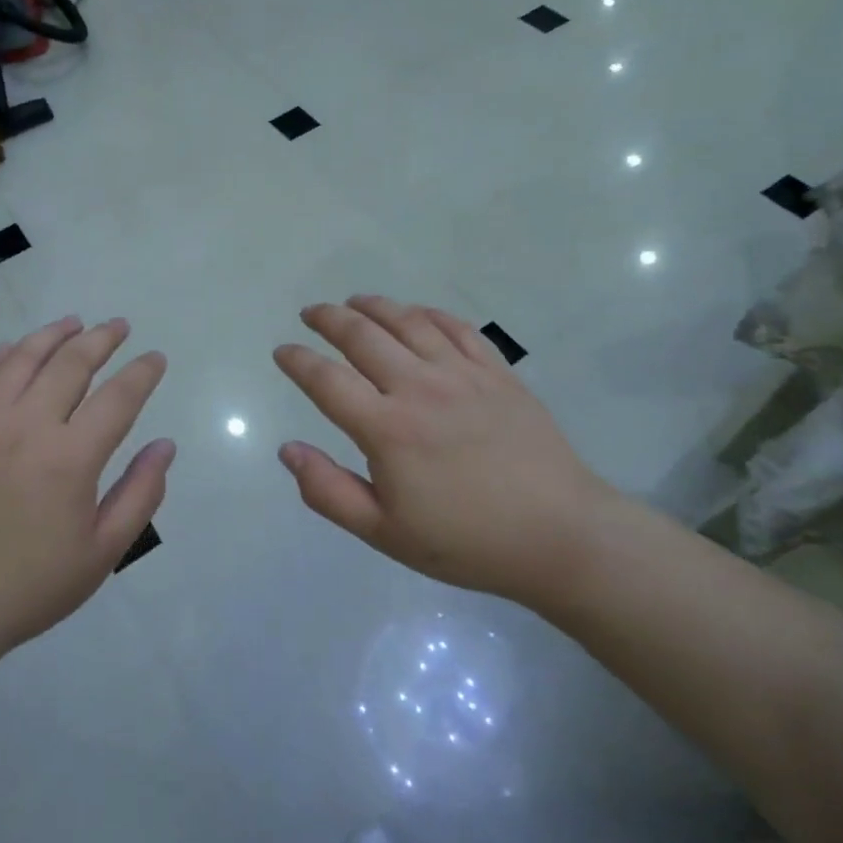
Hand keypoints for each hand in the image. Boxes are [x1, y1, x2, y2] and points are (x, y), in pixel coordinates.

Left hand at [0, 317, 173, 712]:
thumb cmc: (29, 586)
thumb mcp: (102, 553)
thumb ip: (140, 494)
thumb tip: (165, 446)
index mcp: (70, 457)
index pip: (119, 396)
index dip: (142, 372)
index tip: (156, 358)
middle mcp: (27, 426)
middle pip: (71, 363)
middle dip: (102, 339)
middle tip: (119, 326)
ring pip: (21, 358)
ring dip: (51, 335)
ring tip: (72, 323)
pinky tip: (9, 349)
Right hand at [273, 296, 627, 606]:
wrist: (560, 536)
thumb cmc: (466, 541)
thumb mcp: (385, 533)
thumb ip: (329, 491)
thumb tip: (288, 449)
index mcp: (387, 429)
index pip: (326, 381)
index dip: (298, 361)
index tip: (282, 351)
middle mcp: (419, 388)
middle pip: (362, 336)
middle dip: (328, 319)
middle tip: (311, 313)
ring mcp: (462, 375)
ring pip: (407, 322)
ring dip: (373, 306)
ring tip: (353, 301)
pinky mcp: (497, 372)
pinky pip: (456, 328)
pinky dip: (428, 313)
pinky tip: (415, 313)